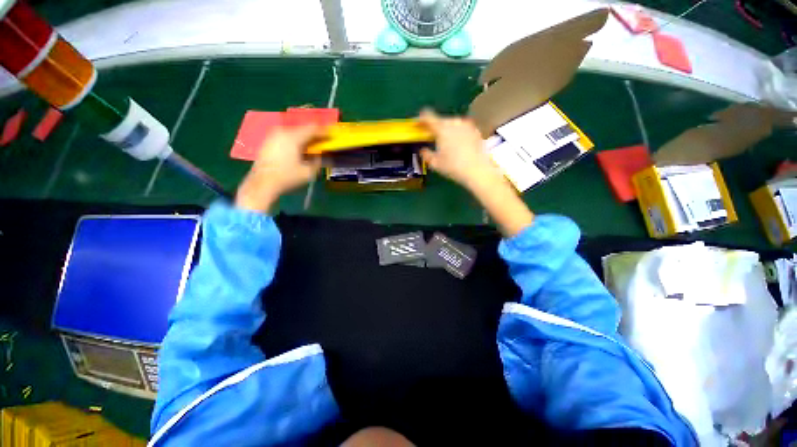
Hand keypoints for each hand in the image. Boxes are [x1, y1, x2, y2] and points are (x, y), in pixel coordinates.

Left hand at [235, 125, 323, 212]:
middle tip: (322, 143)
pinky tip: (298, 150)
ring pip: (294, 133)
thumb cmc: (287, 177)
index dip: (323, 132)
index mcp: (293, 137)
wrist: (262, 183)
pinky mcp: (268, 141)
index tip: (331, 136)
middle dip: (313, 136)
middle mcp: (282, 132)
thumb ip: (318, 161)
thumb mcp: (308, 172)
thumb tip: (321, 155)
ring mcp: (273, 136)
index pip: (312, 128)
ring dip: (304, 139)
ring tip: (311, 147)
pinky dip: (295, 141)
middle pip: (302, 129)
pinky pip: (286, 137)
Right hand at [418, 109, 505, 190]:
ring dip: (447, 129)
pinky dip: (458, 133)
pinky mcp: (476, 130)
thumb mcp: (435, 163)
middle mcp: (454, 122)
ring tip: (446, 142)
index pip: (428, 117)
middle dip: (435, 127)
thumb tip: (422, 150)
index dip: (421, 119)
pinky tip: (459, 144)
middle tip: (432, 136)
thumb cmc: (453, 167)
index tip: (418, 124)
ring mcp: (467, 125)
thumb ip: (426, 154)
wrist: (477, 170)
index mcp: (441, 129)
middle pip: (441, 120)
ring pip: (452, 123)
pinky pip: (462, 128)